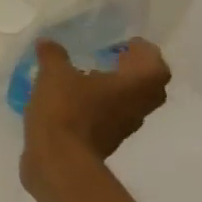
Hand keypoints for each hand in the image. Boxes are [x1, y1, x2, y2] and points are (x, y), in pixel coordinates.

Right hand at [21, 37, 170, 187]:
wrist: (59, 159)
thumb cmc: (66, 109)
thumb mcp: (53, 74)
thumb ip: (53, 55)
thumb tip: (47, 42)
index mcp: (136, 85)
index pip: (154, 63)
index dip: (142, 50)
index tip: (124, 42)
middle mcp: (138, 105)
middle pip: (147, 84)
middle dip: (131, 69)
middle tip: (110, 56)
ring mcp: (124, 126)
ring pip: (129, 101)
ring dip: (116, 87)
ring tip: (87, 75)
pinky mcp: (105, 139)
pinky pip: (110, 115)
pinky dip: (99, 104)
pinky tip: (73, 98)